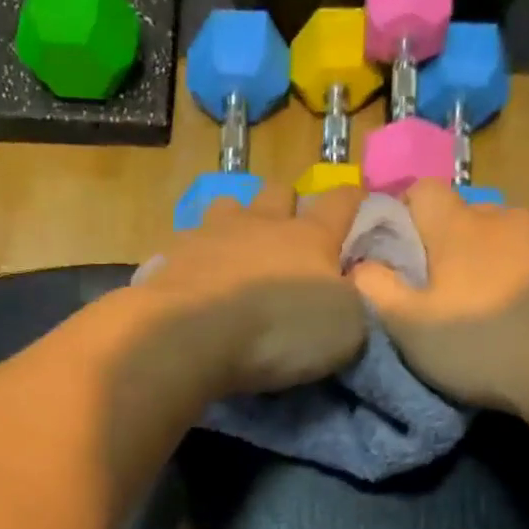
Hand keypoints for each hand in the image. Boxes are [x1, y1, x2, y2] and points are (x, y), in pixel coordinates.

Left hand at [135, 183, 367, 395]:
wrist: (193, 337)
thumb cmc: (279, 331)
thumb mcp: (344, 330)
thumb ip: (353, 303)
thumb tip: (351, 288)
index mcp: (310, 237)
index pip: (341, 202)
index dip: (352, 200)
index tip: (357, 202)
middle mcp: (261, 223)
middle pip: (278, 191)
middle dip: (286, 206)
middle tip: (287, 234)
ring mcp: (211, 234)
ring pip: (227, 206)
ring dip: (236, 222)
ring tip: (235, 250)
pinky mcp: (171, 257)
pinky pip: (187, 244)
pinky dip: (196, 257)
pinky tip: (196, 279)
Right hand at [351, 181, 528, 410]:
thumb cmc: (480, 343)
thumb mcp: (409, 326)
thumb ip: (374, 290)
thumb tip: (355, 264)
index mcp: (456, 225)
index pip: (420, 190)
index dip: (400, 215)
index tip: (390, 254)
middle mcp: (500, 216)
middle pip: (459, 217)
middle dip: (440, 245)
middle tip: (431, 292)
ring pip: (497, 238)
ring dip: (481, 262)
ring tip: (477, 306)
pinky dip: (514, 276)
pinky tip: (515, 313)